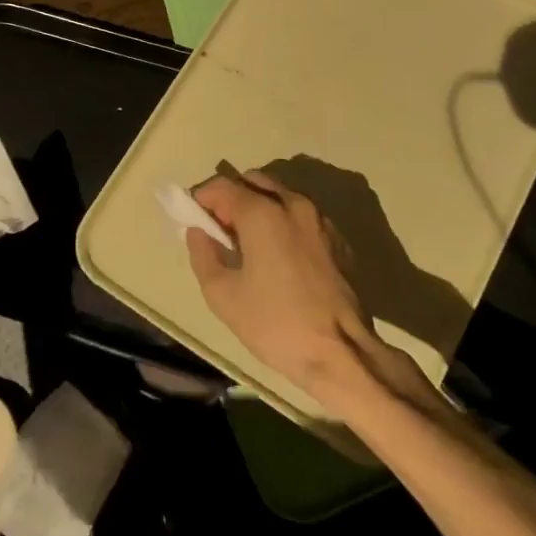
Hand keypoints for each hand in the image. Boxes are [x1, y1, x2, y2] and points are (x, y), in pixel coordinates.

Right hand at [186, 169, 384, 405]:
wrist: (343, 354)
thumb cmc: (276, 324)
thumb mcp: (222, 296)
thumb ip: (203, 255)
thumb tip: (199, 232)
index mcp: (263, 212)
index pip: (222, 186)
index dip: (201, 198)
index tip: (192, 220)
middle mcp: (293, 204)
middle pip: (253, 181)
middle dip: (231, 198)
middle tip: (219, 231)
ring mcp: (320, 219)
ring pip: (280, 195)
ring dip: (258, 207)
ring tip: (248, 244)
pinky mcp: (338, 239)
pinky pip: (301, 215)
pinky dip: (283, 221)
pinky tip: (278, 256)